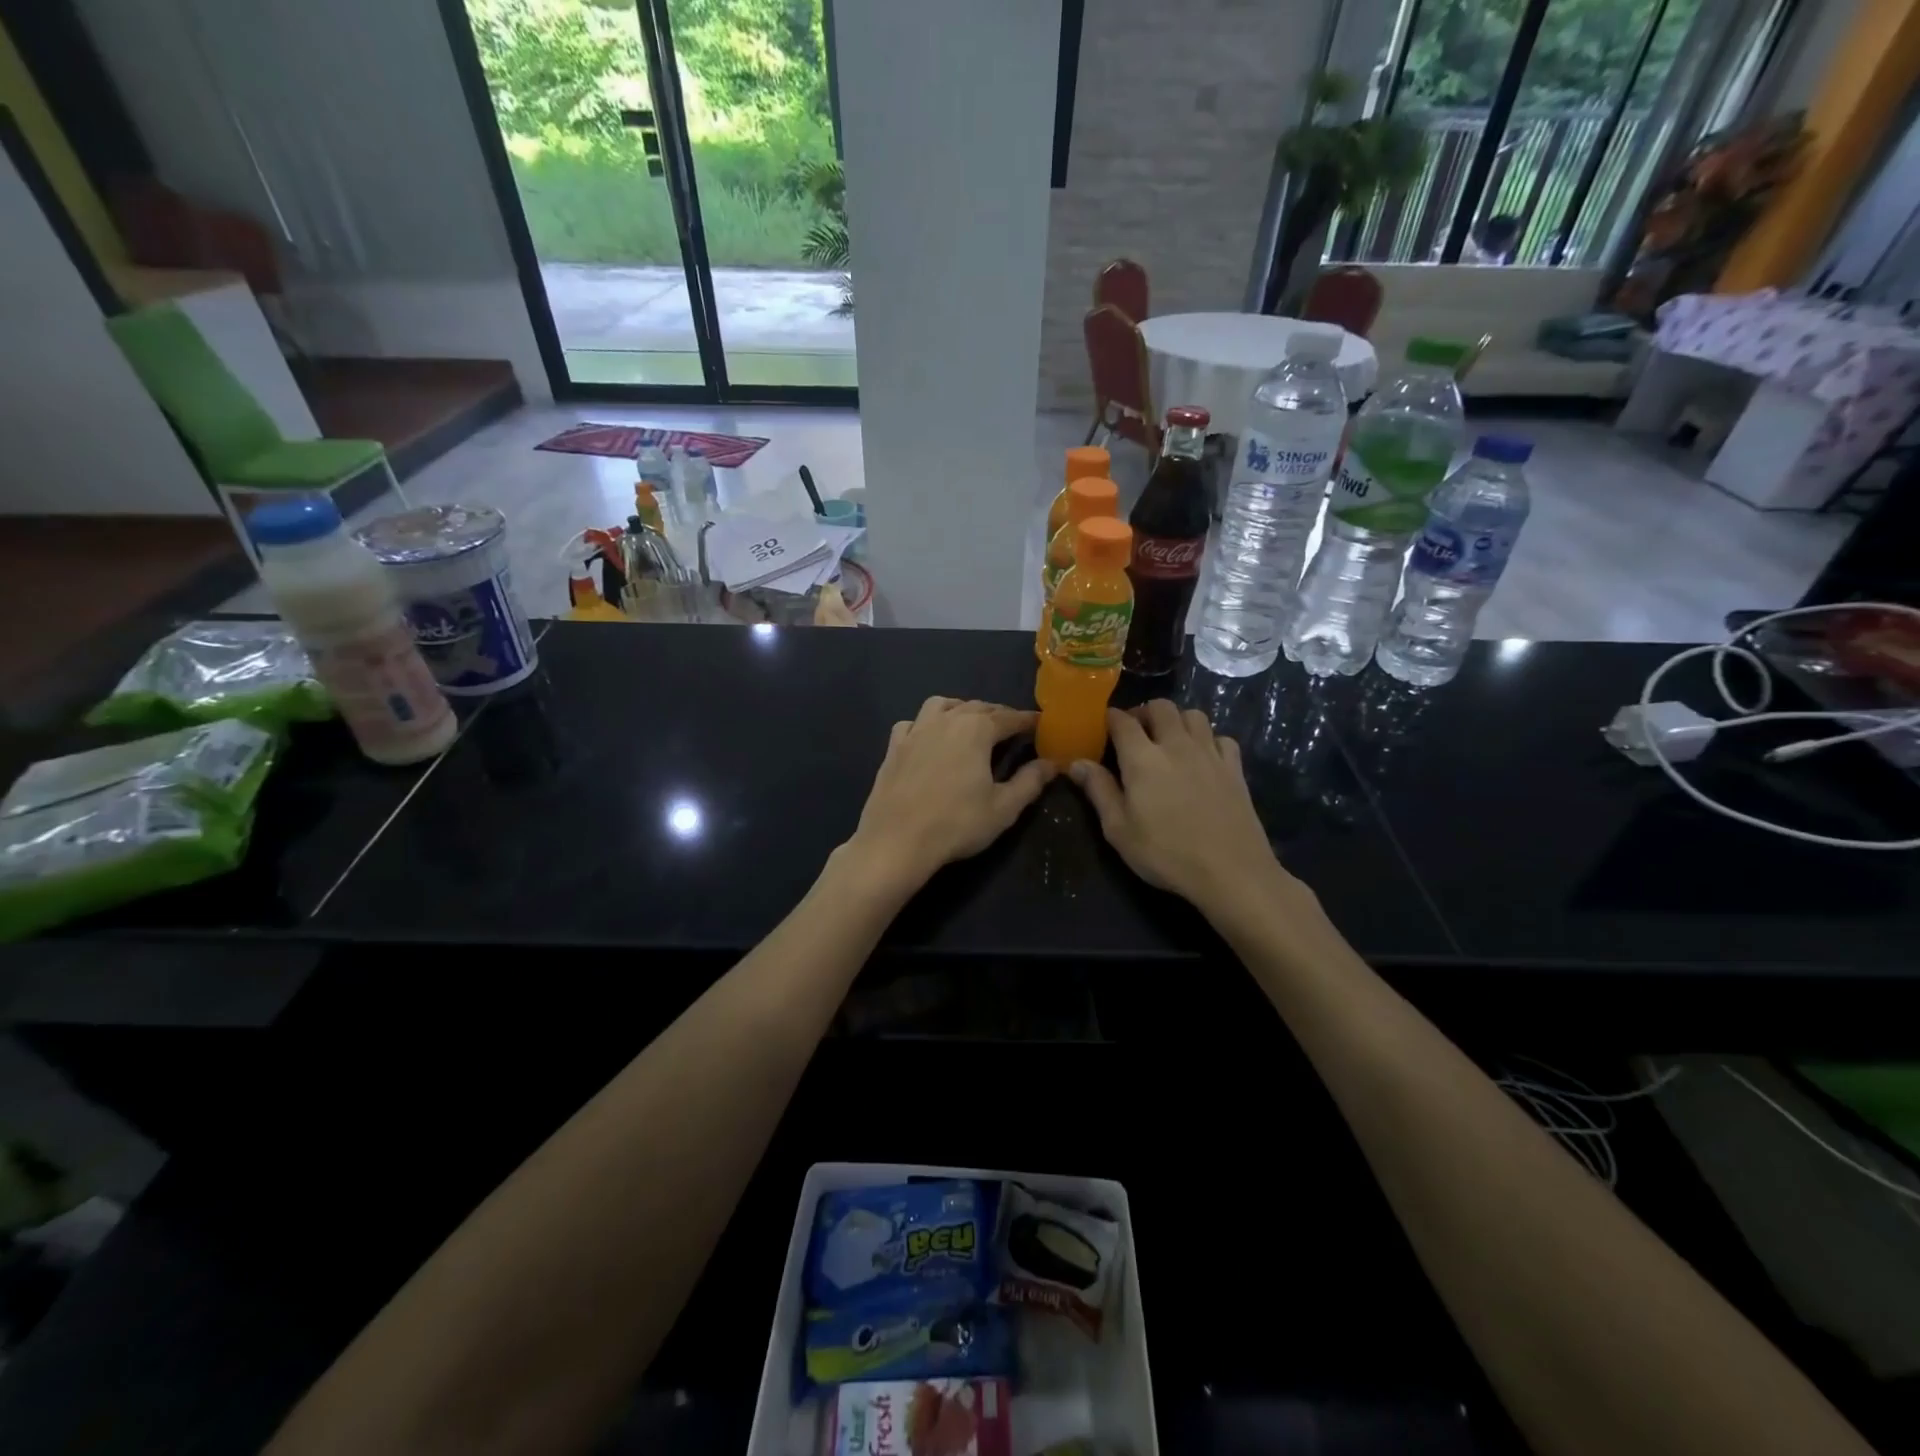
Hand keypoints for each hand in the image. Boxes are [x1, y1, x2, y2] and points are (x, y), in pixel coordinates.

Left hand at [841, 697, 1053, 892]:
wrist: (897, 840)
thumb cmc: (957, 824)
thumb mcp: (1004, 808)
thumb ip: (1030, 782)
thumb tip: (1051, 764)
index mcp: (976, 729)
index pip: (1009, 717)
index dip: (1027, 720)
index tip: (1040, 723)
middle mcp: (946, 720)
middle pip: (977, 706)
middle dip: (997, 713)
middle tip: (1011, 726)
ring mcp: (915, 730)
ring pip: (942, 705)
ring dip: (961, 708)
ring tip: (970, 723)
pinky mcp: (893, 746)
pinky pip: (912, 723)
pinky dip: (925, 723)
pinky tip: (928, 737)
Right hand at [1069, 700, 1302, 915]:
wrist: (1230, 871)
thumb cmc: (1166, 853)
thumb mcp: (1118, 829)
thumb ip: (1098, 791)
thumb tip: (1076, 762)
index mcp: (1142, 758)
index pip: (1123, 721)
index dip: (1111, 717)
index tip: (1104, 725)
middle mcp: (1176, 745)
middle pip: (1161, 707)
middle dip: (1144, 712)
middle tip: (1136, 732)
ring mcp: (1210, 753)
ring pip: (1193, 715)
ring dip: (1177, 719)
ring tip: (1169, 739)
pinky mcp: (1235, 768)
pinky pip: (1221, 737)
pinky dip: (1208, 739)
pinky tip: (1203, 757)